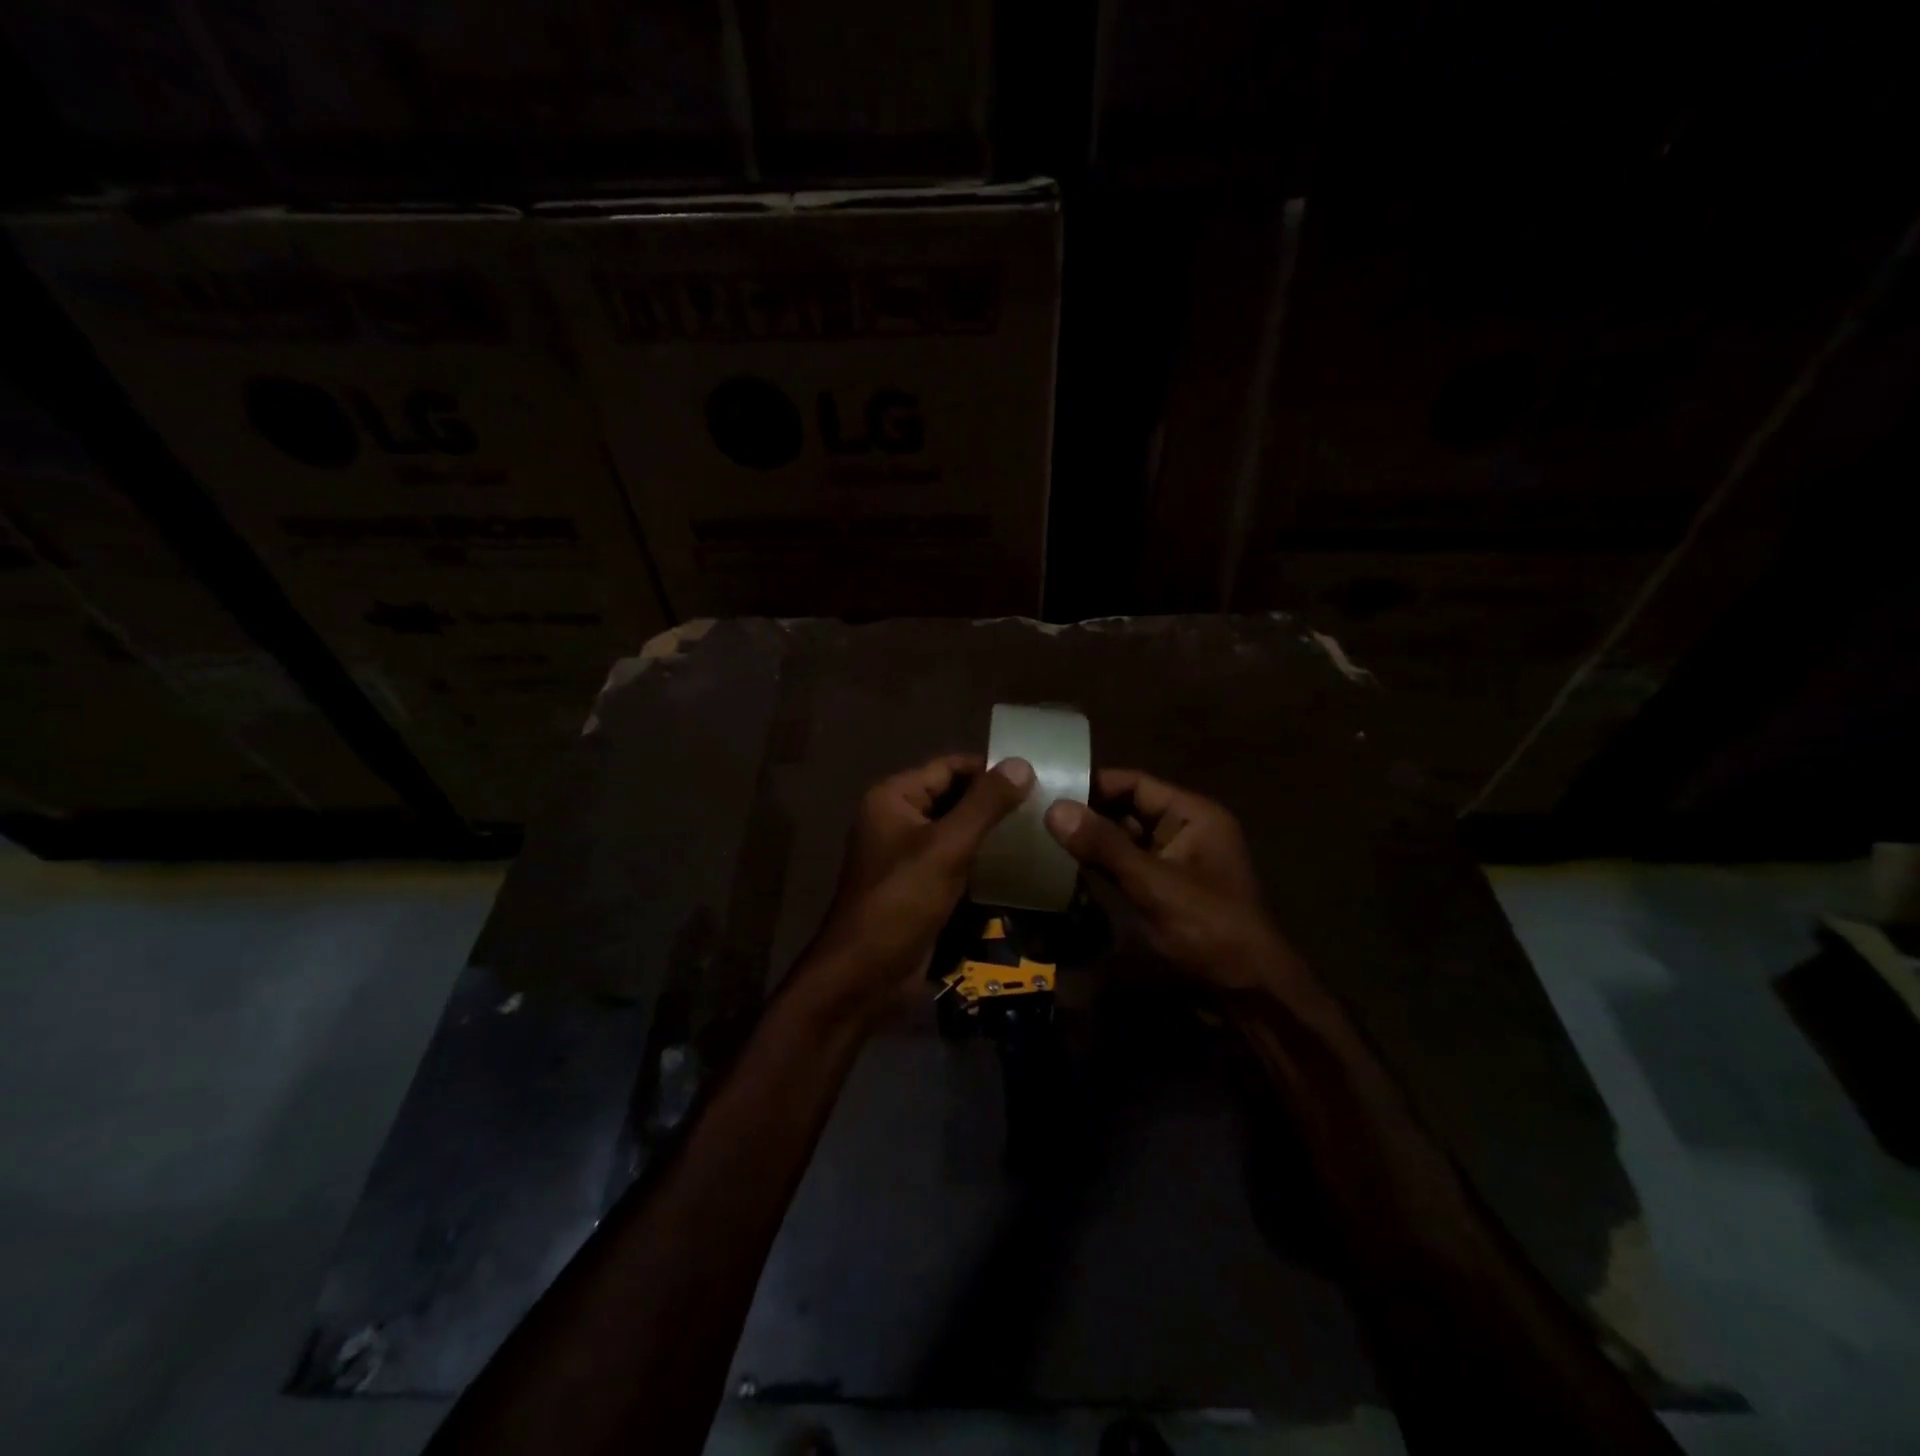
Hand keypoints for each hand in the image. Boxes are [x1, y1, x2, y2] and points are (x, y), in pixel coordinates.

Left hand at [801, 754, 1034, 1017]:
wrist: (865, 976)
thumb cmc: (901, 901)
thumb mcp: (946, 847)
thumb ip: (985, 804)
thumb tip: (1022, 763)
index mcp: (894, 798)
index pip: (949, 767)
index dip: (990, 769)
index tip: (1037, 776)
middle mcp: (898, 819)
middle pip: (954, 797)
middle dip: (994, 803)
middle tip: (1045, 806)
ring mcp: (907, 855)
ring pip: (957, 832)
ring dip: (992, 834)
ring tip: (1039, 832)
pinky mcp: (919, 887)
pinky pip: (955, 862)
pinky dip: (982, 862)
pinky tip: (1019, 867)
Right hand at [1044, 769, 1304, 994]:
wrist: (1249, 991)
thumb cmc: (1208, 928)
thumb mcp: (1154, 884)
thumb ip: (1104, 846)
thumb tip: (1054, 808)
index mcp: (1193, 815)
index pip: (1135, 783)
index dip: (1093, 784)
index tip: (1047, 788)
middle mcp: (1184, 829)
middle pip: (1127, 808)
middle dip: (1087, 812)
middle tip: (1036, 812)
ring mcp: (1174, 860)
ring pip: (1123, 838)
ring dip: (1090, 839)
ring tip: (1042, 835)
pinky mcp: (1163, 888)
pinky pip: (1126, 864)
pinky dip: (1100, 863)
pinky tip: (1065, 865)